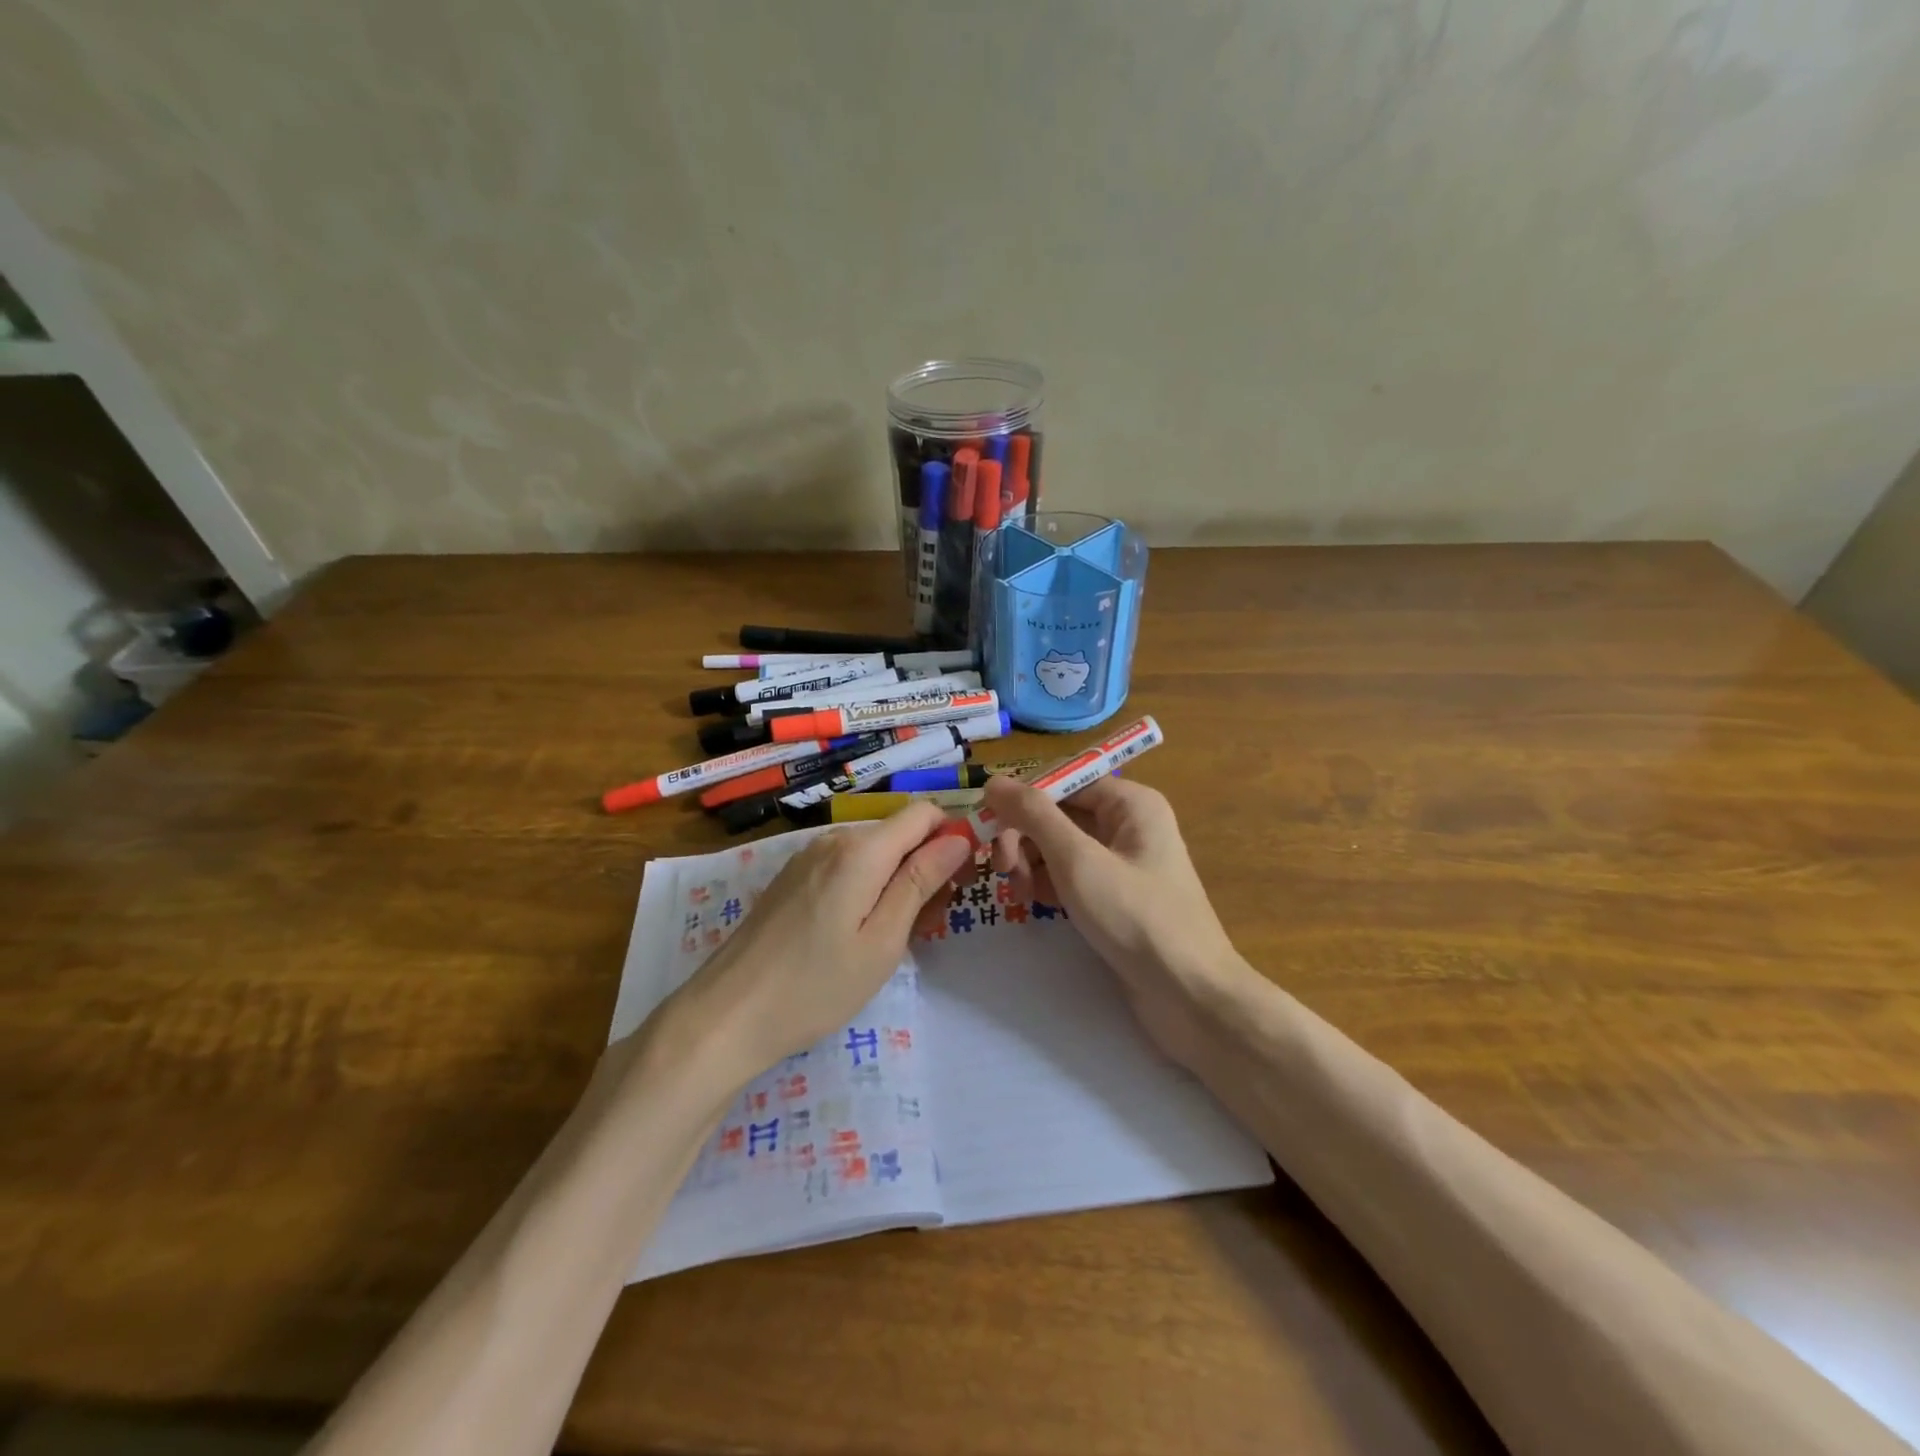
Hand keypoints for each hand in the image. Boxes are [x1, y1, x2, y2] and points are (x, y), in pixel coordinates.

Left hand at [671, 804, 972, 1080]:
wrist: (727, 1015)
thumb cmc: (816, 986)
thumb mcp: (882, 940)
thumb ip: (920, 881)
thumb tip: (959, 836)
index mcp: (861, 850)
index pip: (923, 814)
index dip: (952, 836)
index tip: (962, 881)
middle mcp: (834, 840)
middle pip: (899, 833)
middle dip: (926, 866)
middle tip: (931, 924)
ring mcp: (808, 858)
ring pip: (874, 852)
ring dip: (898, 881)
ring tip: (896, 937)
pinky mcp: (793, 878)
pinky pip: (847, 867)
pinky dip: (868, 888)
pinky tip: (859, 933)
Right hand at [982, 774, 1246, 1066]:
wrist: (1190, 997)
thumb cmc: (1136, 918)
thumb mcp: (1078, 861)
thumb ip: (1034, 816)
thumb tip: (994, 782)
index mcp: (1131, 803)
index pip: (1063, 781)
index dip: (1023, 800)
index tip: (989, 828)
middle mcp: (1129, 824)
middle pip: (1060, 814)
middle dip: (1026, 837)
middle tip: (1004, 871)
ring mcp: (1124, 862)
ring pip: (1061, 846)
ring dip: (1033, 863)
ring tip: (1021, 895)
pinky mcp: (1117, 896)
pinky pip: (1073, 875)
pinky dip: (1050, 884)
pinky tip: (1038, 905)